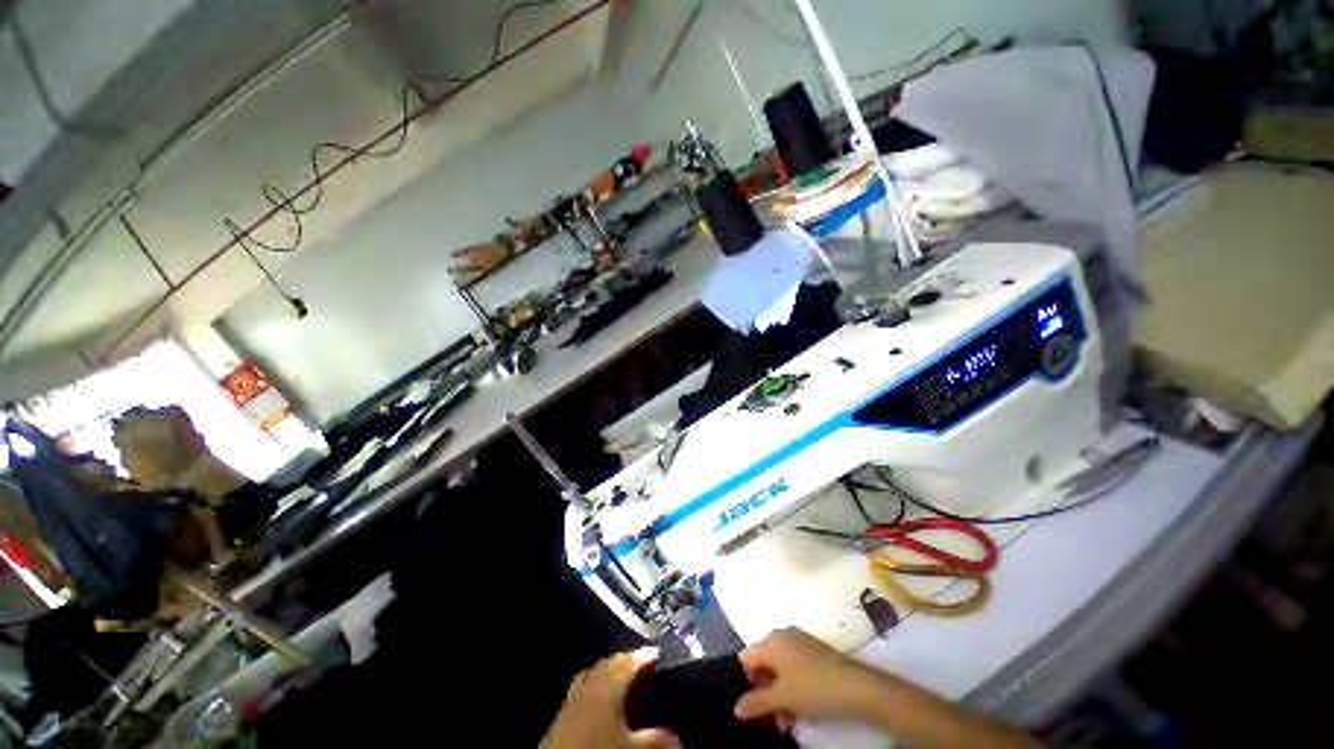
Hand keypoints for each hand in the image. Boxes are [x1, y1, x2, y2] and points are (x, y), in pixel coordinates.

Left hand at [541, 647, 680, 748]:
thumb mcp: (632, 748)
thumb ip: (655, 739)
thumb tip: (677, 738)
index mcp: (608, 685)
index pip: (630, 660)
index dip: (646, 655)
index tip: (658, 653)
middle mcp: (589, 683)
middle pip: (611, 661)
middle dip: (628, 660)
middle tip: (644, 665)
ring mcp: (573, 695)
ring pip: (594, 670)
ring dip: (609, 669)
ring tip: (623, 677)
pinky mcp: (562, 710)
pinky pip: (581, 684)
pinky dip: (594, 682)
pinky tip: (599, 698)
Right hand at [734, 628, 886, 727]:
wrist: (856, 686)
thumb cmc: (813, 687)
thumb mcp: (782, 698)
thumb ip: (757, 702)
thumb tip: (736, 707)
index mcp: (770, 640)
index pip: (746, 659)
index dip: (746, 683)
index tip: (754, 707)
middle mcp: (782, 635)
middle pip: (763, 663)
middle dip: (765, 692)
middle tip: (771, 718)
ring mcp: (800, 641)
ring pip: (780, 668)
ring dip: (779, 694)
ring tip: (786, 721)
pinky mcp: (814, 650)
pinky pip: (794, 666)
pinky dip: (792, 686)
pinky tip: (800, 708)